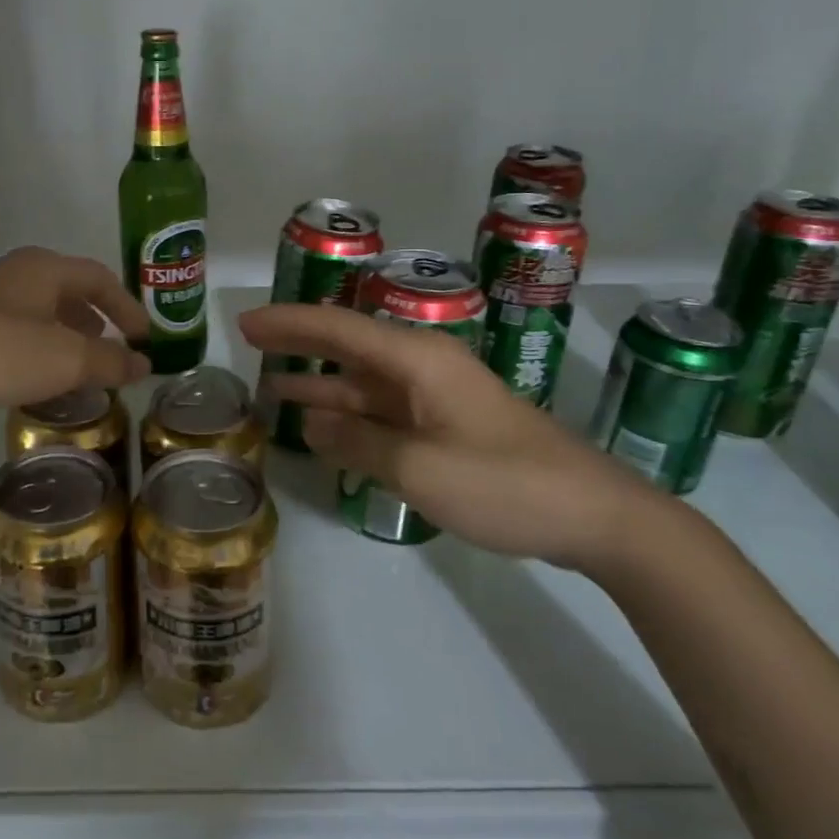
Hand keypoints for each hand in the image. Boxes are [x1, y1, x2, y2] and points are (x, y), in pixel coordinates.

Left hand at [0, 247, 150, 435]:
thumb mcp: (63, 358)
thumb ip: (108, 361)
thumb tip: (143, 363)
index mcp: (42, 270)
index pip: (99, 278)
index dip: (126, 307)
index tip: (144, 338)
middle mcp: (12, 276)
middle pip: (66, 291)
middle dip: (94, 320)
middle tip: (112, 351)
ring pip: (36, 315)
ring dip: (63, 339)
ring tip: (77, 370)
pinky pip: (10, 336)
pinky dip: (33, 353)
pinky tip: (31, 381)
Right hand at [240, 303, 664, 570]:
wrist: (594, 515)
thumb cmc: (504, 483)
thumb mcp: (420, 467)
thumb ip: (358, 442)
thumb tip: (312, 422)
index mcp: (418, 360)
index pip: (339, 329)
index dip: (289, 323)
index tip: (245, 323)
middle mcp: (423, 367)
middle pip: (349, 345)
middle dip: (299, 341)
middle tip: (249, 340)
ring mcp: (436, 396)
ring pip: (364, 380)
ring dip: (320, 381)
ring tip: (271, 383)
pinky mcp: (445, 425)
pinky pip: (383, 409)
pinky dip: (349, 413)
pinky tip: (322, 424)